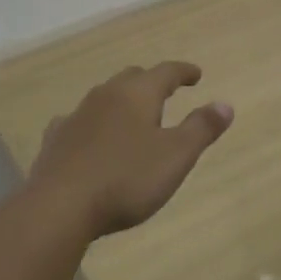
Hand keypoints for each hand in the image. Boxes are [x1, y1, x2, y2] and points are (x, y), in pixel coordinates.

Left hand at [25, 62, 233, 239]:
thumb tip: (225, 104)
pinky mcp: (55, 141)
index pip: (166, 72)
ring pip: (104, 98)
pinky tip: (90, 138)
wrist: (58, 207)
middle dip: (151, 82)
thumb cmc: (126, 179)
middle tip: (166, 93)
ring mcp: (76, 116)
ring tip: (132, 117)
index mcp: (137, 94)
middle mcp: (106, 96)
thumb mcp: (176, 156)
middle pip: (132, 78)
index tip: (196, 74)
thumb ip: (201, 128)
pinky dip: (93, 124)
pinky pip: (79, 122)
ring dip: (122, 102)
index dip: (183, 72)